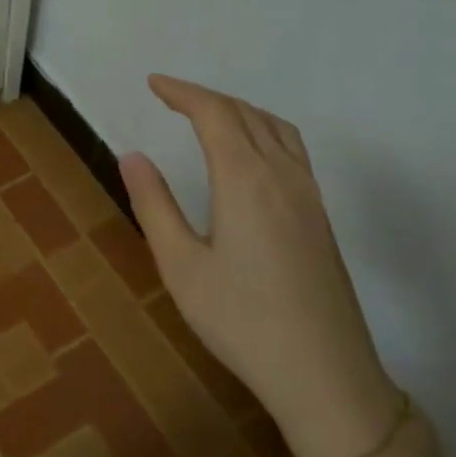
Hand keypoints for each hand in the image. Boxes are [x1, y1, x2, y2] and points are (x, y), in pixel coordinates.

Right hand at [119, 74, 400, 456]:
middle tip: (170, 97)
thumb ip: (154, 205)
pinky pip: (292, 149)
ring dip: (239, 110)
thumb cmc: (241, 321)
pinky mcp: (321, 217)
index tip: (153, 83)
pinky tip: (251, 155)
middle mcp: (283, 175)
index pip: (214, 114)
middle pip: (246, 114)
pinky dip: (263, 130)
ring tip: (208, 116)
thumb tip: (132, 156)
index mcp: (245, 180)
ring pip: (276, 128)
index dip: (182, 92)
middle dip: (206, 97)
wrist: (324, 373)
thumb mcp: (181, 266)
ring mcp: (309, 195)